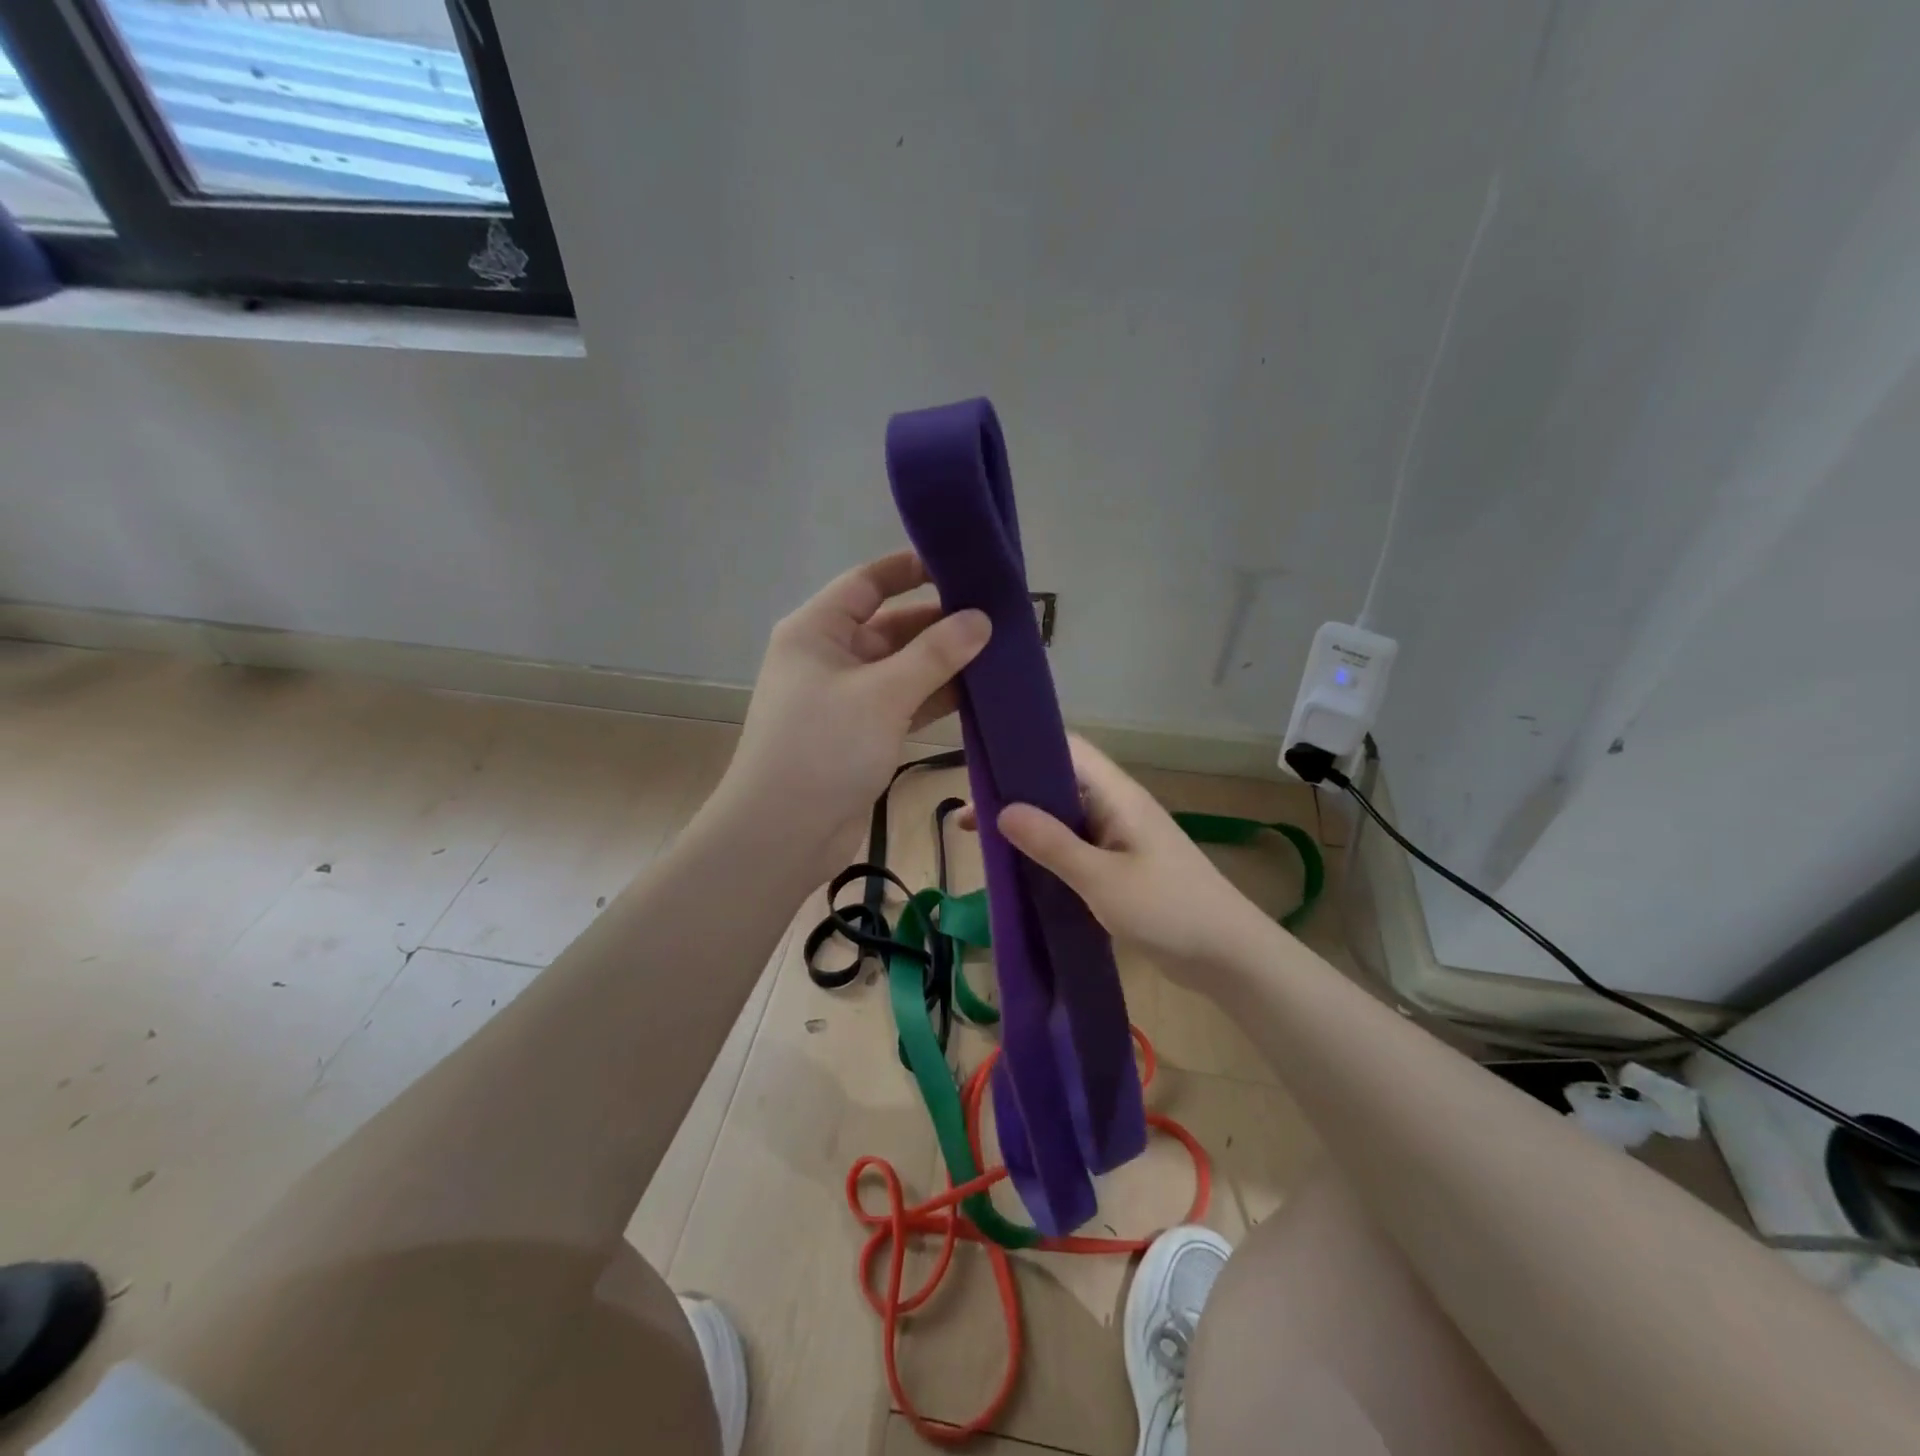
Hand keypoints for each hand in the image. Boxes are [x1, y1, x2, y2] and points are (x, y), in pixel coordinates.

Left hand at [712, 550, 990, 885]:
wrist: (784, 834)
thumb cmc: (824, 749)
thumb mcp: (883, 694)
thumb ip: (935, 654)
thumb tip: (981, 619)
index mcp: (817, 631)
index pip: (867, 582)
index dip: (911, 569)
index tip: (962, 566)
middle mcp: (830, 657)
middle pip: (891, 625)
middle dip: (939, 622)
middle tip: (998, 616)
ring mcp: (847, 698)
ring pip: (903, 667)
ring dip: (944, 662)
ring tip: (1000, 651)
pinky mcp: (863, 733)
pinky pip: (905, 702)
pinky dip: (936, 697)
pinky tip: (978, 693)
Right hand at [993, 736, 1278, 984]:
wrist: (1229, 958)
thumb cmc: (1169, 910)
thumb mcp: (1102, 879)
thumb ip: (1052, 844)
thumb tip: (1002, 810)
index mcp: (1118, 795)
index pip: (1067, 749)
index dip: (1025, 748)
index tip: (982, 766)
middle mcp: (1117, 807)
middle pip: (1059, 783)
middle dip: (1015, 793)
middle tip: (969, 816)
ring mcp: (1120, 838)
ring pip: (1064, 818)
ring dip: (1028, 826)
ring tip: (983, 841)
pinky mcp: (1121, 867)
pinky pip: (1075, 848)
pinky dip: (1046, 852)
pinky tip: (1020, 869)